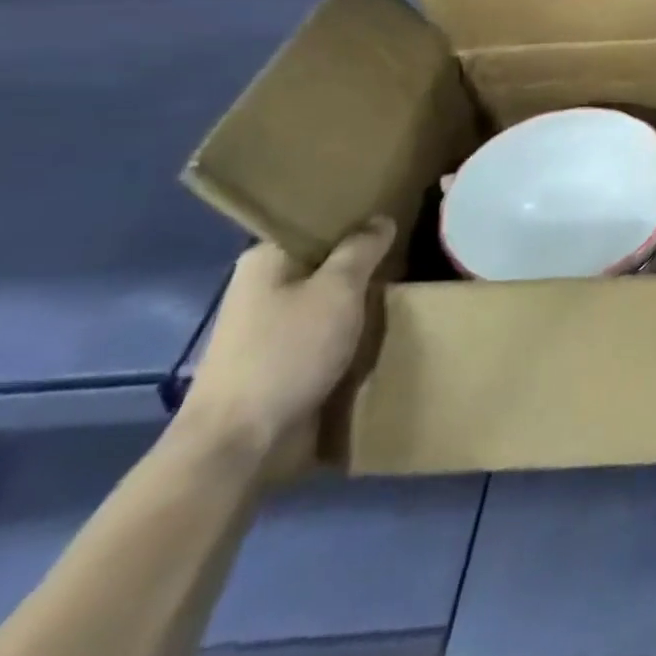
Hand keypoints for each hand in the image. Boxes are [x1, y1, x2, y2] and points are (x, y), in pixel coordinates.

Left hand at [177, 218, 394, 472]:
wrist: (240, 443)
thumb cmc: (287, 352)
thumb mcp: (338, 289)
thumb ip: (362, 249)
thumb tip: (380, 219)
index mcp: (267, 259)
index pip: (319, 222)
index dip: (359, 216)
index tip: (400, 213)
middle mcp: (264, 287)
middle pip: (327, 261)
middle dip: (367, 260)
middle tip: (416, 248)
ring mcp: (271, 327)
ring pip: (331, 298)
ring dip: (364, 299)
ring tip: (410, 287)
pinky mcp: (283, 360)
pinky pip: (328, 332)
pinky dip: (354, 330)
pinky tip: (388, 326)